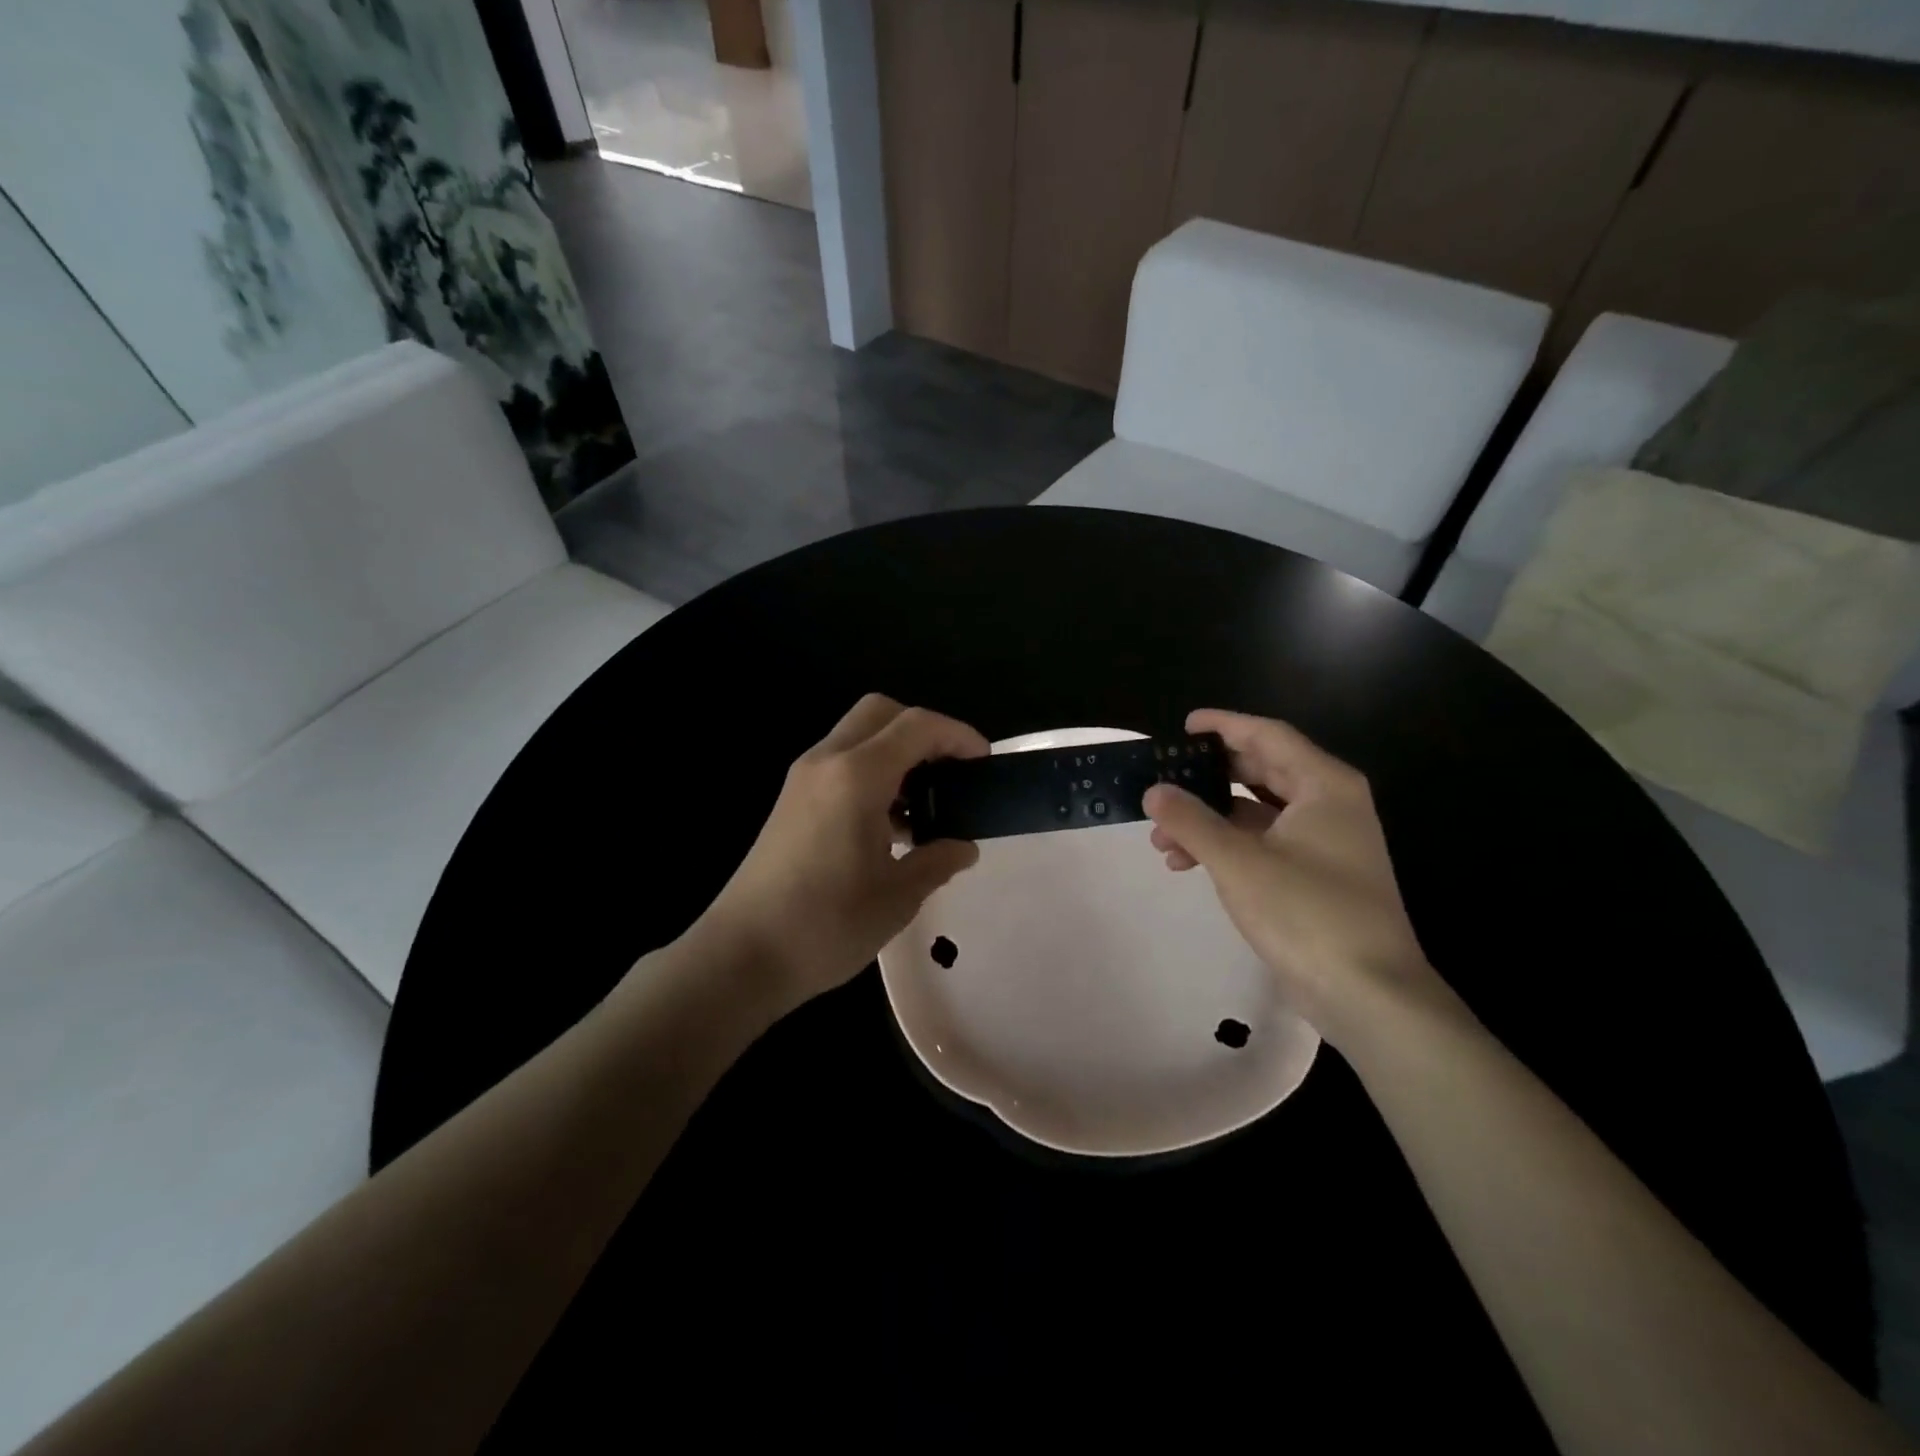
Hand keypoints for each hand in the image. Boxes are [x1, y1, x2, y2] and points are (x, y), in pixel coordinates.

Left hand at [695, 694, 986, 1016]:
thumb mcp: (898, 896)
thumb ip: (937, 860)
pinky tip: (887, 825)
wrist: (741, 956)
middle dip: (923, 730)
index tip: (983, 763)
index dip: (957, 735)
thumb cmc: (826, 925)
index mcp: (856, 776)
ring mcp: (802, 779)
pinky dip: (871, 772)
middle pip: (881, 712)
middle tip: (950, 772)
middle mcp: (826, 762)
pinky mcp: (791, 801)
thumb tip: (963, 847)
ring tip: (923, 806)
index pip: (916, 726)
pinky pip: (839, 763)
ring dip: (895, 753)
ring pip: (857, 736)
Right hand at [1144, 710, 1448, 1047]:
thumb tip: (1153, 790)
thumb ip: (1191, 821)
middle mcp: (1329, 805)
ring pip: (1257, 811)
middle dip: (1208, 777)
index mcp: (1324, 786)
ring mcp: (1325, 843)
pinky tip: (1188, 862)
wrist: (1369, 995)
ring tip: (1162, 836)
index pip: (1267, 735)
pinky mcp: (1315, 876)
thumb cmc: (1307, 913)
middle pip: (1262, 770)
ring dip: (1210, 817)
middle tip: (1165, 778)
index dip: (1223, 725)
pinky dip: (1227, 845)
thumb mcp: (1238, 862)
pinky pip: (1263, 842)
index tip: (1183, 726)